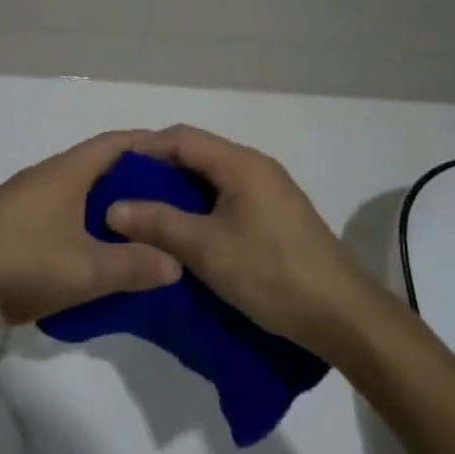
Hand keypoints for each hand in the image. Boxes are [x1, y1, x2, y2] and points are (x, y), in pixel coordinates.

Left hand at [0, 130, 181, 329]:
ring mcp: (20, 196)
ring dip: (103, 201)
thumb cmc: (23, 264)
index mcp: (66, 172)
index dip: (146, 144)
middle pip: (95, 165)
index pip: (114, 144)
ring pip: (74, 189)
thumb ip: (134, 265)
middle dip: (131, 177)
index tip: (176, 156)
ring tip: (134, 227)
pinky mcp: (6, 219)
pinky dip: (80, 218)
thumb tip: (175, 261)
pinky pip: (56, 207)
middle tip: (165, 199)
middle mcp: (43, 174)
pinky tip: (89, 246)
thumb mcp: (86, 271)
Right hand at [106, 125, 375, 356]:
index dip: (144, 148)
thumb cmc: (272, 273)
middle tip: (124, 194)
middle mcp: (256, 167)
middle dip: (158, 171)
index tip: (112, 170)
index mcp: (241, 164)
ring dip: (178, 192)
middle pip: (197, 155)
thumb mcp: (207, 249)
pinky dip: (199, 208)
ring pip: (212, 179)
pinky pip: (227, 199)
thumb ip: (158, 223)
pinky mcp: (275, 216)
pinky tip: (184, 233)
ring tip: (145, 215)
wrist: (342, 315)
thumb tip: (113, 208)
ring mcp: (269, 191)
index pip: (182, 138)